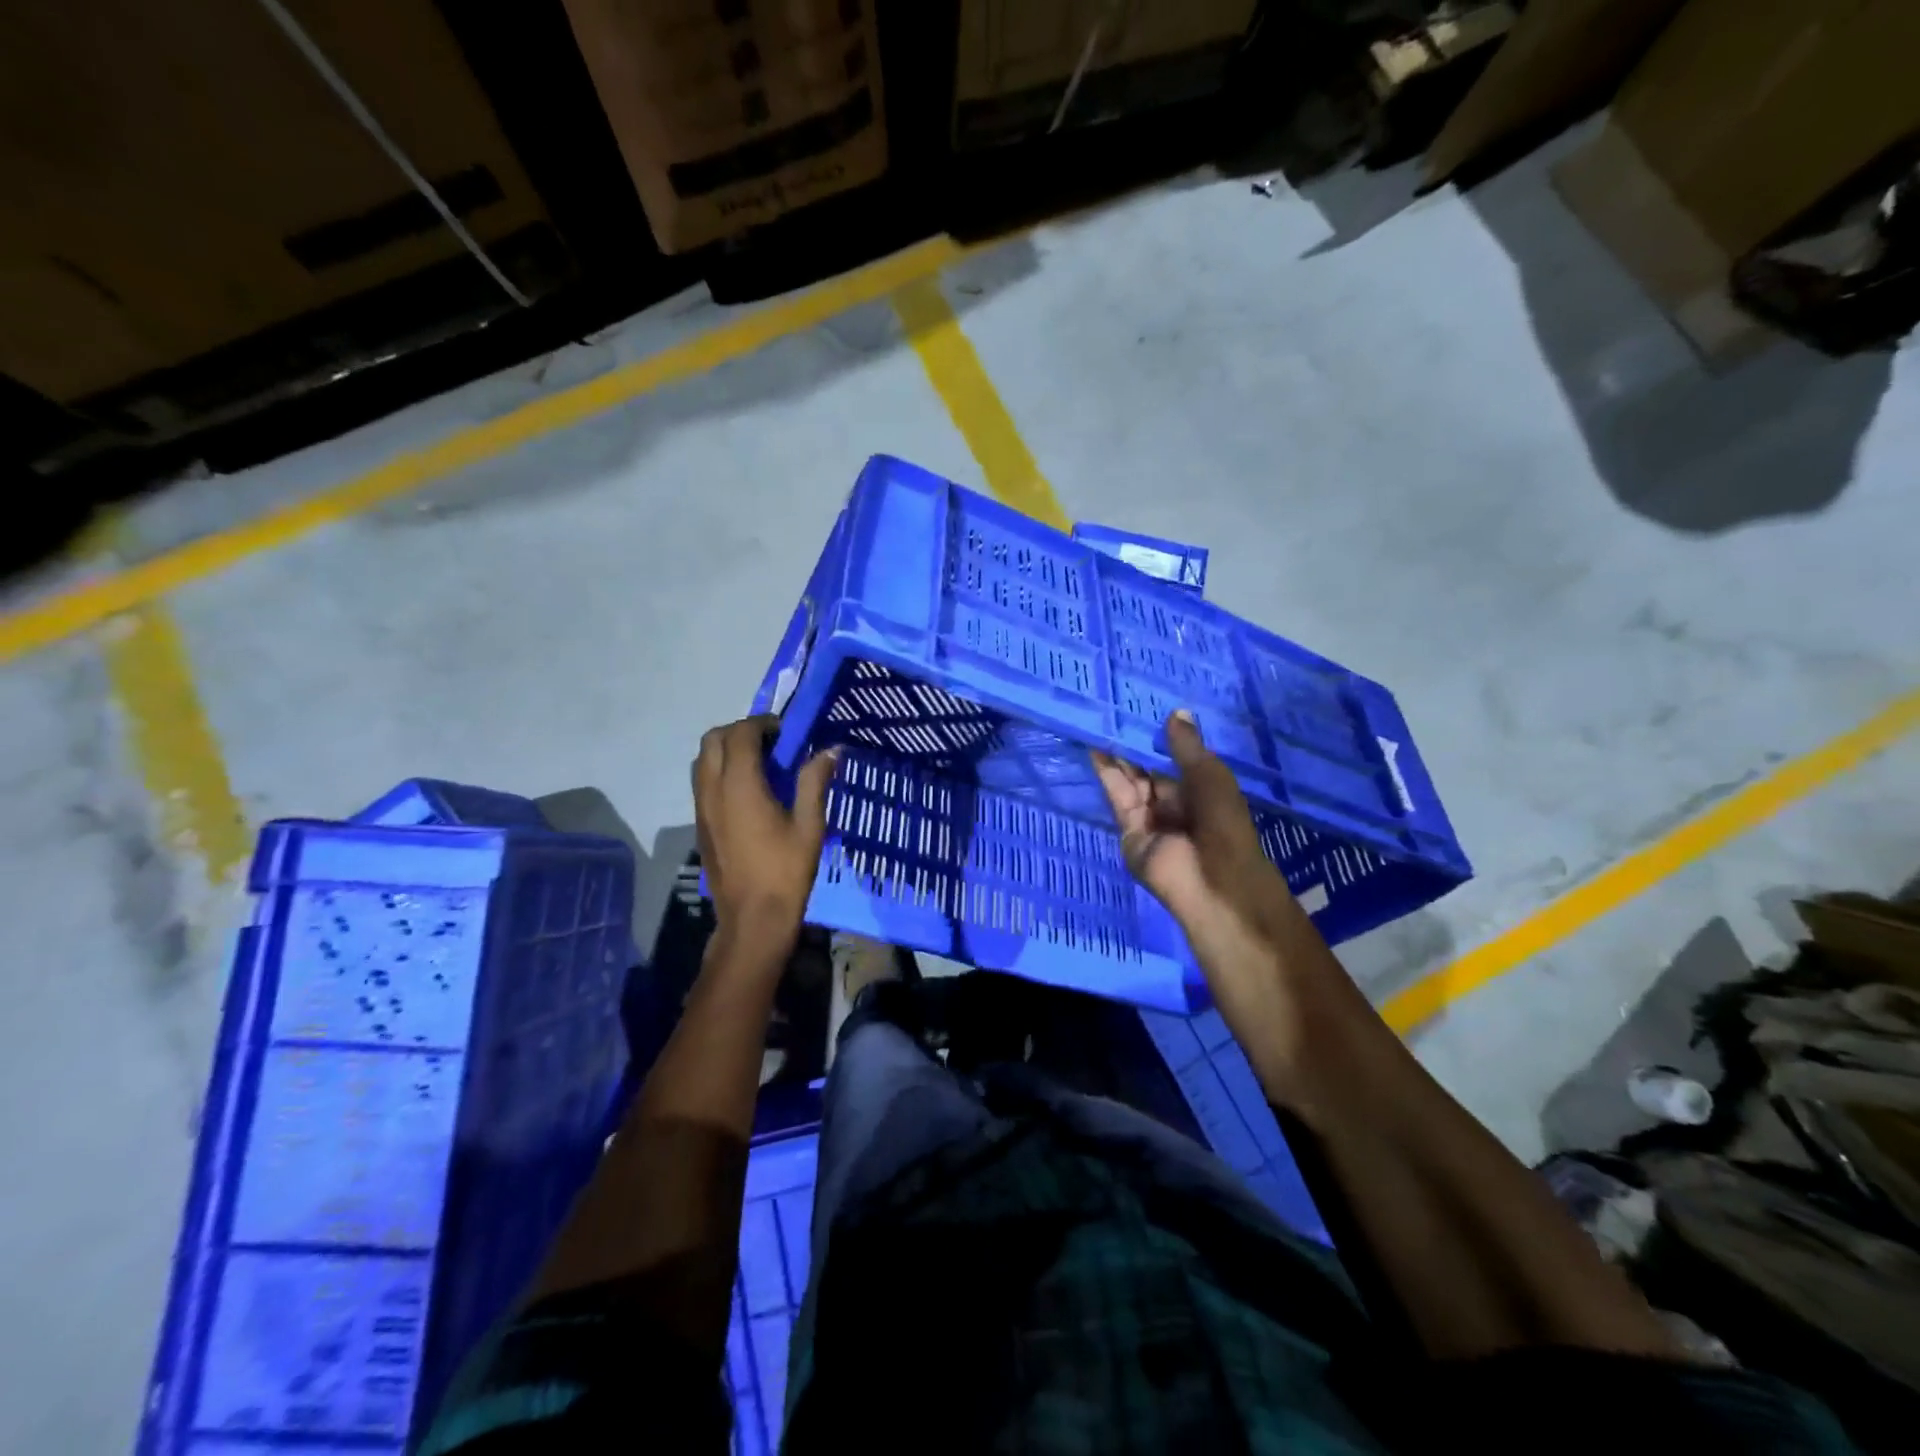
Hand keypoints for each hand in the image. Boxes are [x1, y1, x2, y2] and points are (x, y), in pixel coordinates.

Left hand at [692, 716, 836, 943]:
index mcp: (740, 785)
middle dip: (740, 731)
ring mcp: (701, 807)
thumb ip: (815, 782)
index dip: (763, 724)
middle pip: (713, 739)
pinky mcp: (700, 823)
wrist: (752, 918)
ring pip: (703, 759)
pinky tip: (748, 791)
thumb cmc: (786, 871)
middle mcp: (712, 789)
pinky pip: (702, 781)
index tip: (786, 733)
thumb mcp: (810, 825)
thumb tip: (831, 750)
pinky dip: (720, 770)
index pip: (741, 733)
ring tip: (759, 765)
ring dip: (727, 750)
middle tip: (771, 745)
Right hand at [1092, 712, 1309, 1011]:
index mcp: (1198, 792)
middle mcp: (1172, 803)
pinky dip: (1107, 774)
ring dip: (1116, 754)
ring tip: (1099, 719)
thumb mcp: (1210, 777)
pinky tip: (1096, 748)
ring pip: (1129, 780)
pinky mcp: (1128, 831)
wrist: (1213, 882)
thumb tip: (1175, 713)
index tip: (1141, 706)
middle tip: (1112, 708)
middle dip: (1132, 743)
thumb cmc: (1224, 824)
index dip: (1158, 735)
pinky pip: (1117, 798)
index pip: (1173, 759)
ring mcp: (1149, 818)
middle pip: (1147, 768)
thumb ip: (1186, 747)